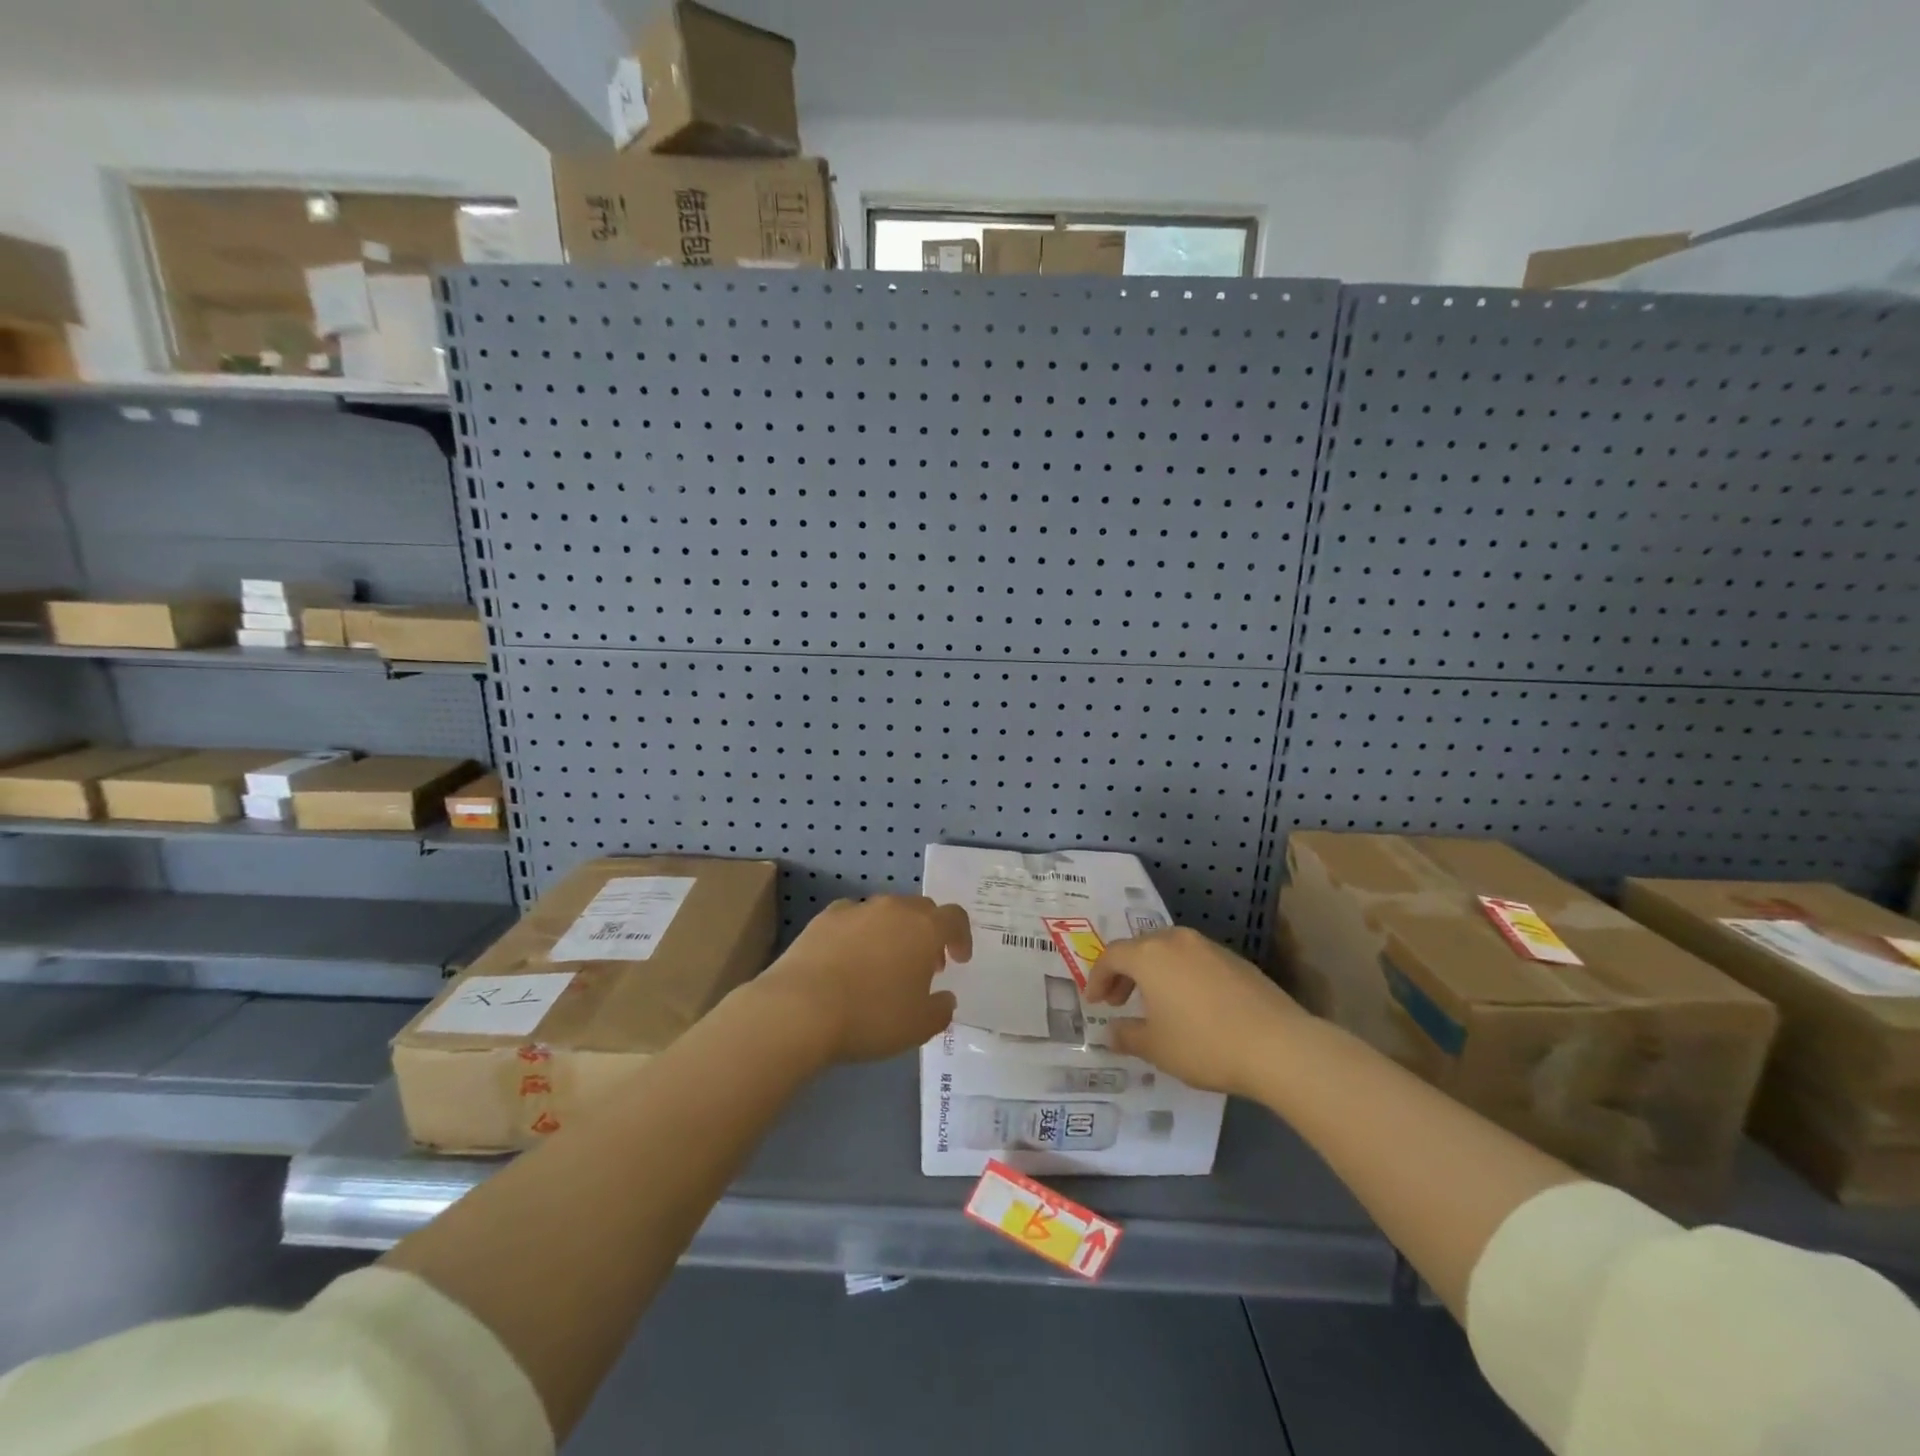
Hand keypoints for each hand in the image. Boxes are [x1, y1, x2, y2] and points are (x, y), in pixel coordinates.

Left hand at [751, 895, 968, 1063]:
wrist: (800, 1008)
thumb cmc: (871, 1016)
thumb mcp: (918, 1026)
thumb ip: (940, 1010)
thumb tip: (944, 998)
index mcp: (924, 928)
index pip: (954, 918)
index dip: (961, 937)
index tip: (959, 960)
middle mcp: (893, 909)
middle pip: (921, 909)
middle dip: (928, 933)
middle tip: (925, 965)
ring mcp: (856, 909)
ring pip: (885, 912)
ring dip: (894, 932)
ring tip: (884, 965)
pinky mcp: (823, 918)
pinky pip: (852, 919)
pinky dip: (858, 933)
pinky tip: (849, 959)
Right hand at [1084, 927, 1303, 1096]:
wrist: (1278, 1046)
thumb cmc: (1204, 1044)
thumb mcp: (1156, 1048)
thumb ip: (1127, 1036)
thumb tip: (1112, 1032)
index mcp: (1149, 955)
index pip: (1111, 956)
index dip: (1098, 978)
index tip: (1095, 1002)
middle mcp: (1176, 940)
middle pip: (1140, 948)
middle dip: (1125, 973)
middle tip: (1119, 1001)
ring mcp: (1209, 947)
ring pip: (1169, 951)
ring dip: (1154, 973)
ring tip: (1155, 1004)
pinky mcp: (1236, 960)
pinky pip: (1195, 961)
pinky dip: (1181, 976)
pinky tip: (1191, 1005)